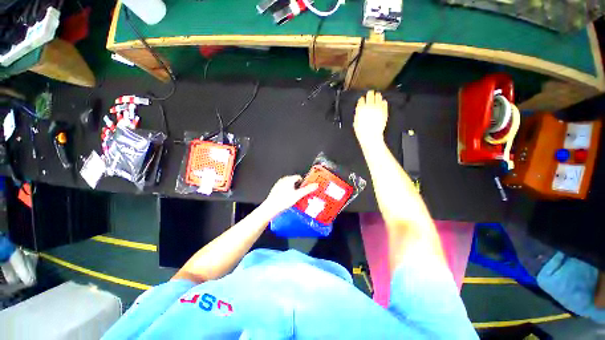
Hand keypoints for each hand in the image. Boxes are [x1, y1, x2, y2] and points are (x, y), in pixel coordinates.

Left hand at [261, 175, 318, 215]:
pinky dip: (286, 192)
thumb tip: (315, 185)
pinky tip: (287, 199)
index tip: (305, 188)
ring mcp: (279, 184)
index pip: (299, 177)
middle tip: (300, 194)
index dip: (303, 183)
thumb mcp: (298, 195)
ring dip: (292, 189)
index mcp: (289, 179)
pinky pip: (284, 188)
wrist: (271, 207)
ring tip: (294, 198)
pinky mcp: (275, 189)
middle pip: (294, 181)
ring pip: (288, 185)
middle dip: (298, 187)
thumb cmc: (283, 201)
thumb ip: (307, 190)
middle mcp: (283, 180)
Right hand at [354, 90, 388, 145]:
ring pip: (378, 96)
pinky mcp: (384, 110)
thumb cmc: (362, 132)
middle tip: (370, 95)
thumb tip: (359, 110)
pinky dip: (383, 102)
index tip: (362, 100)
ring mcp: (378, 108)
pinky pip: (384, 103)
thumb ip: (357, 114)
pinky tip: (381, 104)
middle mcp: (369, 106)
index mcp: (361, 109)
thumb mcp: (355, 122)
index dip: (361, 100)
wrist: (371, 136)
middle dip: (369, 94)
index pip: (361, 99)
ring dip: (377, 97)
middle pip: (370, 94)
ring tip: (376, 98)